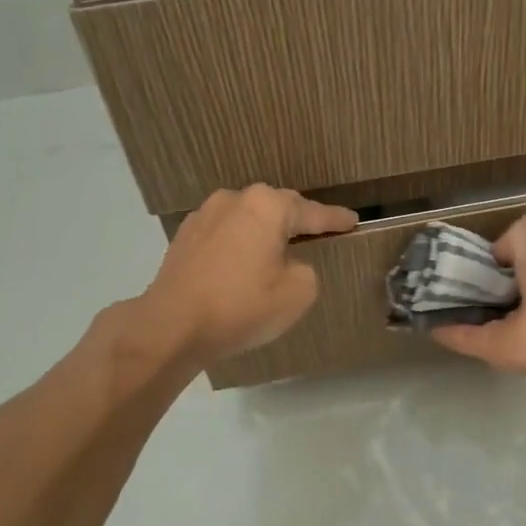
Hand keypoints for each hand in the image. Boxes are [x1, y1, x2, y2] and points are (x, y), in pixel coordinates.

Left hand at [141, 186, 357, 367]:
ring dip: (265, 231)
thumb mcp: (297, 293)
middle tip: (318, 232)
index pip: (312, 212)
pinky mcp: (185, 237)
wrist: (172, 325)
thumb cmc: (241, 306)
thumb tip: (290, 264)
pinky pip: (225, 233)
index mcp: (267, 207)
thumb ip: (306, 270)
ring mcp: (204, 216)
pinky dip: (240, 243)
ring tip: (279, 248)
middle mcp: (234, 200)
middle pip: (277, 207)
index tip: (352, 220)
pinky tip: (243, 262)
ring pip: (248, 217)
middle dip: (298, 220)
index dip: (335, 219)